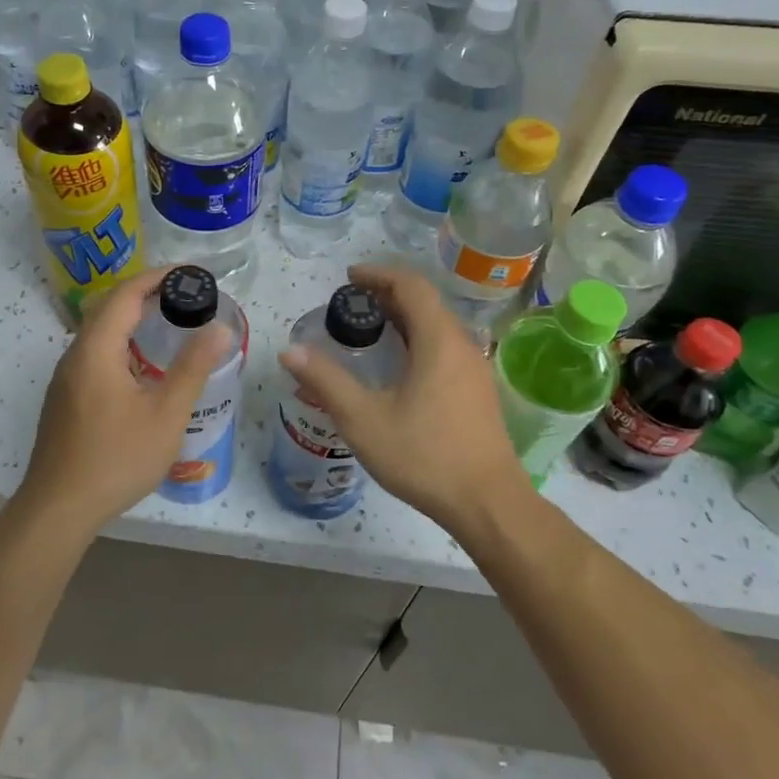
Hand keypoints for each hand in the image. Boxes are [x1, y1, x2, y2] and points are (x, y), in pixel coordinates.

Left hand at [14, 268, 231, 538]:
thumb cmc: (116, 458)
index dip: (157, 277)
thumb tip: (219, 328)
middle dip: (144, 293)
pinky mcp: (64, 399)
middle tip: (183, 295)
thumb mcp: (165, 414)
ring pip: (98, 332)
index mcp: (97, 349)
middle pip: (108, 308)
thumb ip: (193, 368)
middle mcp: (75, 355)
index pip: (126, 294)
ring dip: (129, 319)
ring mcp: (65, 379)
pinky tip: (139, 367)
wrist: (59, 508)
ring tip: (166, 323)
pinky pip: (93, 354)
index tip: (189, 272)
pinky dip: (119, 343)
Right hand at [279, 264, 527, 535]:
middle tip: (352, 301)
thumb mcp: (364, 419)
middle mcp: (462, 345)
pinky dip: (417, 338)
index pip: (411, 286)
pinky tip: (398, 365)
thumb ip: (326, 381)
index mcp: (439, 341)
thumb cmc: (425, 456)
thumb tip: (289, 351)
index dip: (379, 274)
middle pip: (426, 302)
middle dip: (388, 293)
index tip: (349, 277)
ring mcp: (474, 369)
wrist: (488, 504)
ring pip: (438, 325)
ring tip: (370, 327)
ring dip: (404, 316)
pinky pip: (445, 347)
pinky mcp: (477, 391)